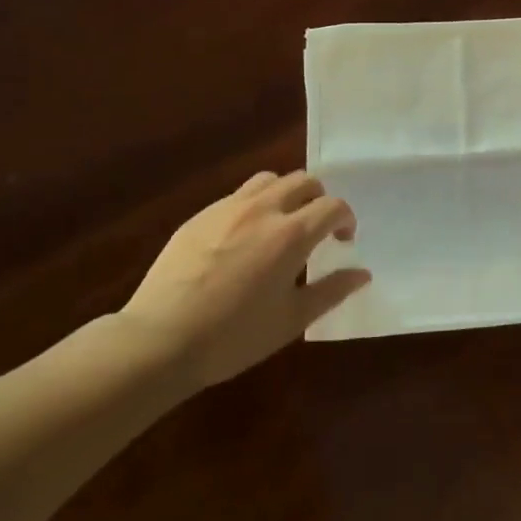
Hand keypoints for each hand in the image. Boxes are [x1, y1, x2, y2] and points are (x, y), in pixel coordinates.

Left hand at [117, 171, 370, 393]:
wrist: (159, 340)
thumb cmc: (233, 336)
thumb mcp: (291, 321)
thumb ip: (331, 291)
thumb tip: (362, 274)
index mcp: (291, 234)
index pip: (333, 206)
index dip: (346, 219)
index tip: (343, 241)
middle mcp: (263, 210)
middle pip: (304, 181)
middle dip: (319, 200)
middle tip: (316, 229)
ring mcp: (227, 209)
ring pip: (269, 180)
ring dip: (286, 194)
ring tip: (281, 224)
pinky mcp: (199, 217)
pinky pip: (237, 196)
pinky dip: (254, 205)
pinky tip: (243, 239)